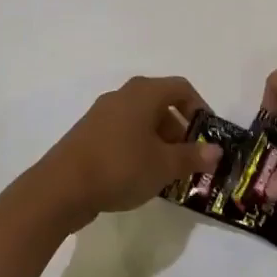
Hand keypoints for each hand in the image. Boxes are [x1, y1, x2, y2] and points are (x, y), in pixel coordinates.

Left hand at [30, 76, 221, 229]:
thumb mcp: (164, 165)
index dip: (200, 108)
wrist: (61, 187)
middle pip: (161, 104)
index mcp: (143, 93)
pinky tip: (141, 176)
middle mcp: (122, 96)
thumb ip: (192, 156)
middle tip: (189, 158)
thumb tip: (216, 151)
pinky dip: (138, 148)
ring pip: (141, 120)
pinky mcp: (88, 134)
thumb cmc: (120, 167)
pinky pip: (123, 133)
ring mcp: (102, 114)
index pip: (181, 88)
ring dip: (159, 142)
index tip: (208, 134)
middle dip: (180, 130)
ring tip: (168, 172)